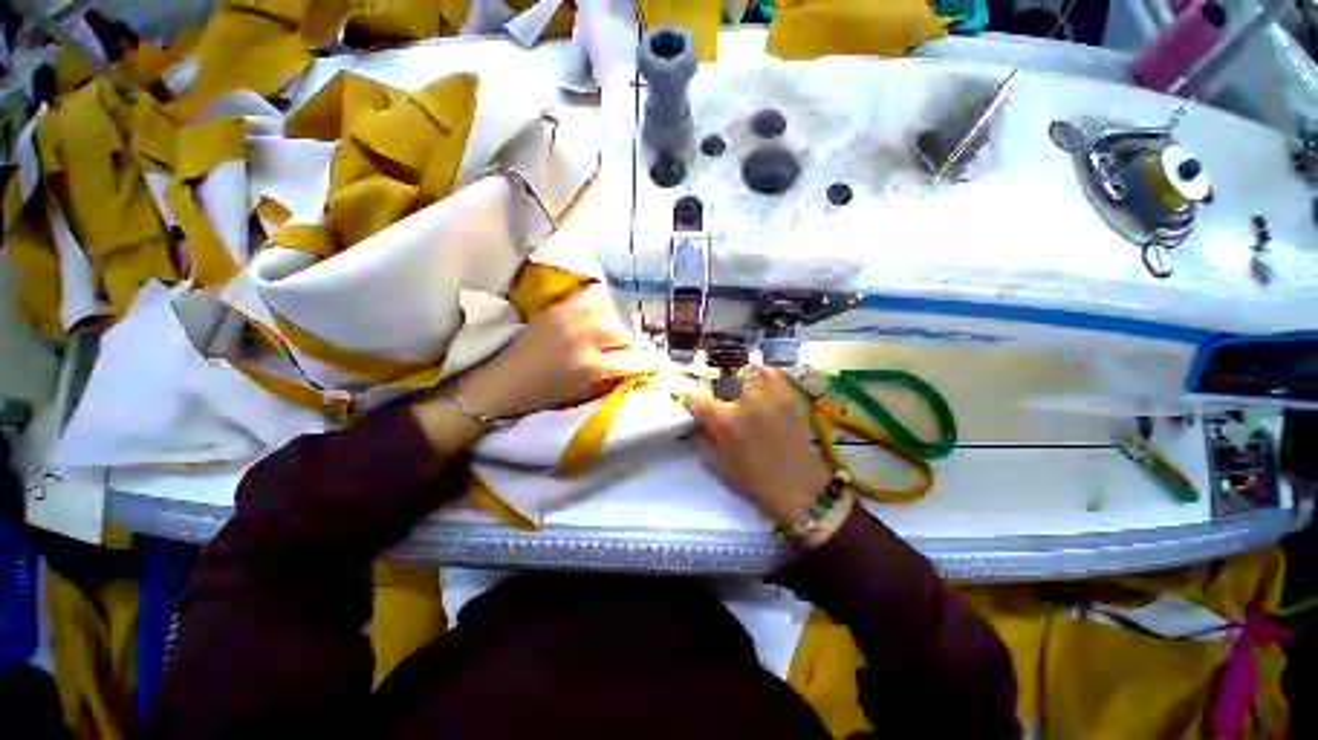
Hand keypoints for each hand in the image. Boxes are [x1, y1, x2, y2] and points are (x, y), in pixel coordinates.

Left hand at [457, 286, 662, 419]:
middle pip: (624, 332)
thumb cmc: (544, 395)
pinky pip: (590, 295)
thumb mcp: (583, 394)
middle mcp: (585, 337)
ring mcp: (571, 317)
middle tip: (635, 347)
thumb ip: (612, 379)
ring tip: (618, 328)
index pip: (634, 359)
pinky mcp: (559, 307)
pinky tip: (604, 309)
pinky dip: (602, 301)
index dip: (650, 361)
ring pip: (611, 310)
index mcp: (591, 365)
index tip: (659, 362)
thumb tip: (635, 369)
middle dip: (634, 341)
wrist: (503, 381)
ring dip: (619, 320)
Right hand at [682, 366, 845, 536]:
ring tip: (741, 388)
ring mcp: (771, 396)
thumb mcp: (716, 466)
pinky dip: (764, 377)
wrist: (799, 488)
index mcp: (725, 422)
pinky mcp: (790, 397)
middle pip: (724, 376)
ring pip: (751, 370)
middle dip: (717, 383)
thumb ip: (702, 439)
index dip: (687, 395)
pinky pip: (774, 375)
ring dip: (742, 377)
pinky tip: (761, 390)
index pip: (696, 397)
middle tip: (718, 396)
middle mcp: (747, 401)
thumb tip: (698, 420)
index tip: (687, 398)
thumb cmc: (753, 481)